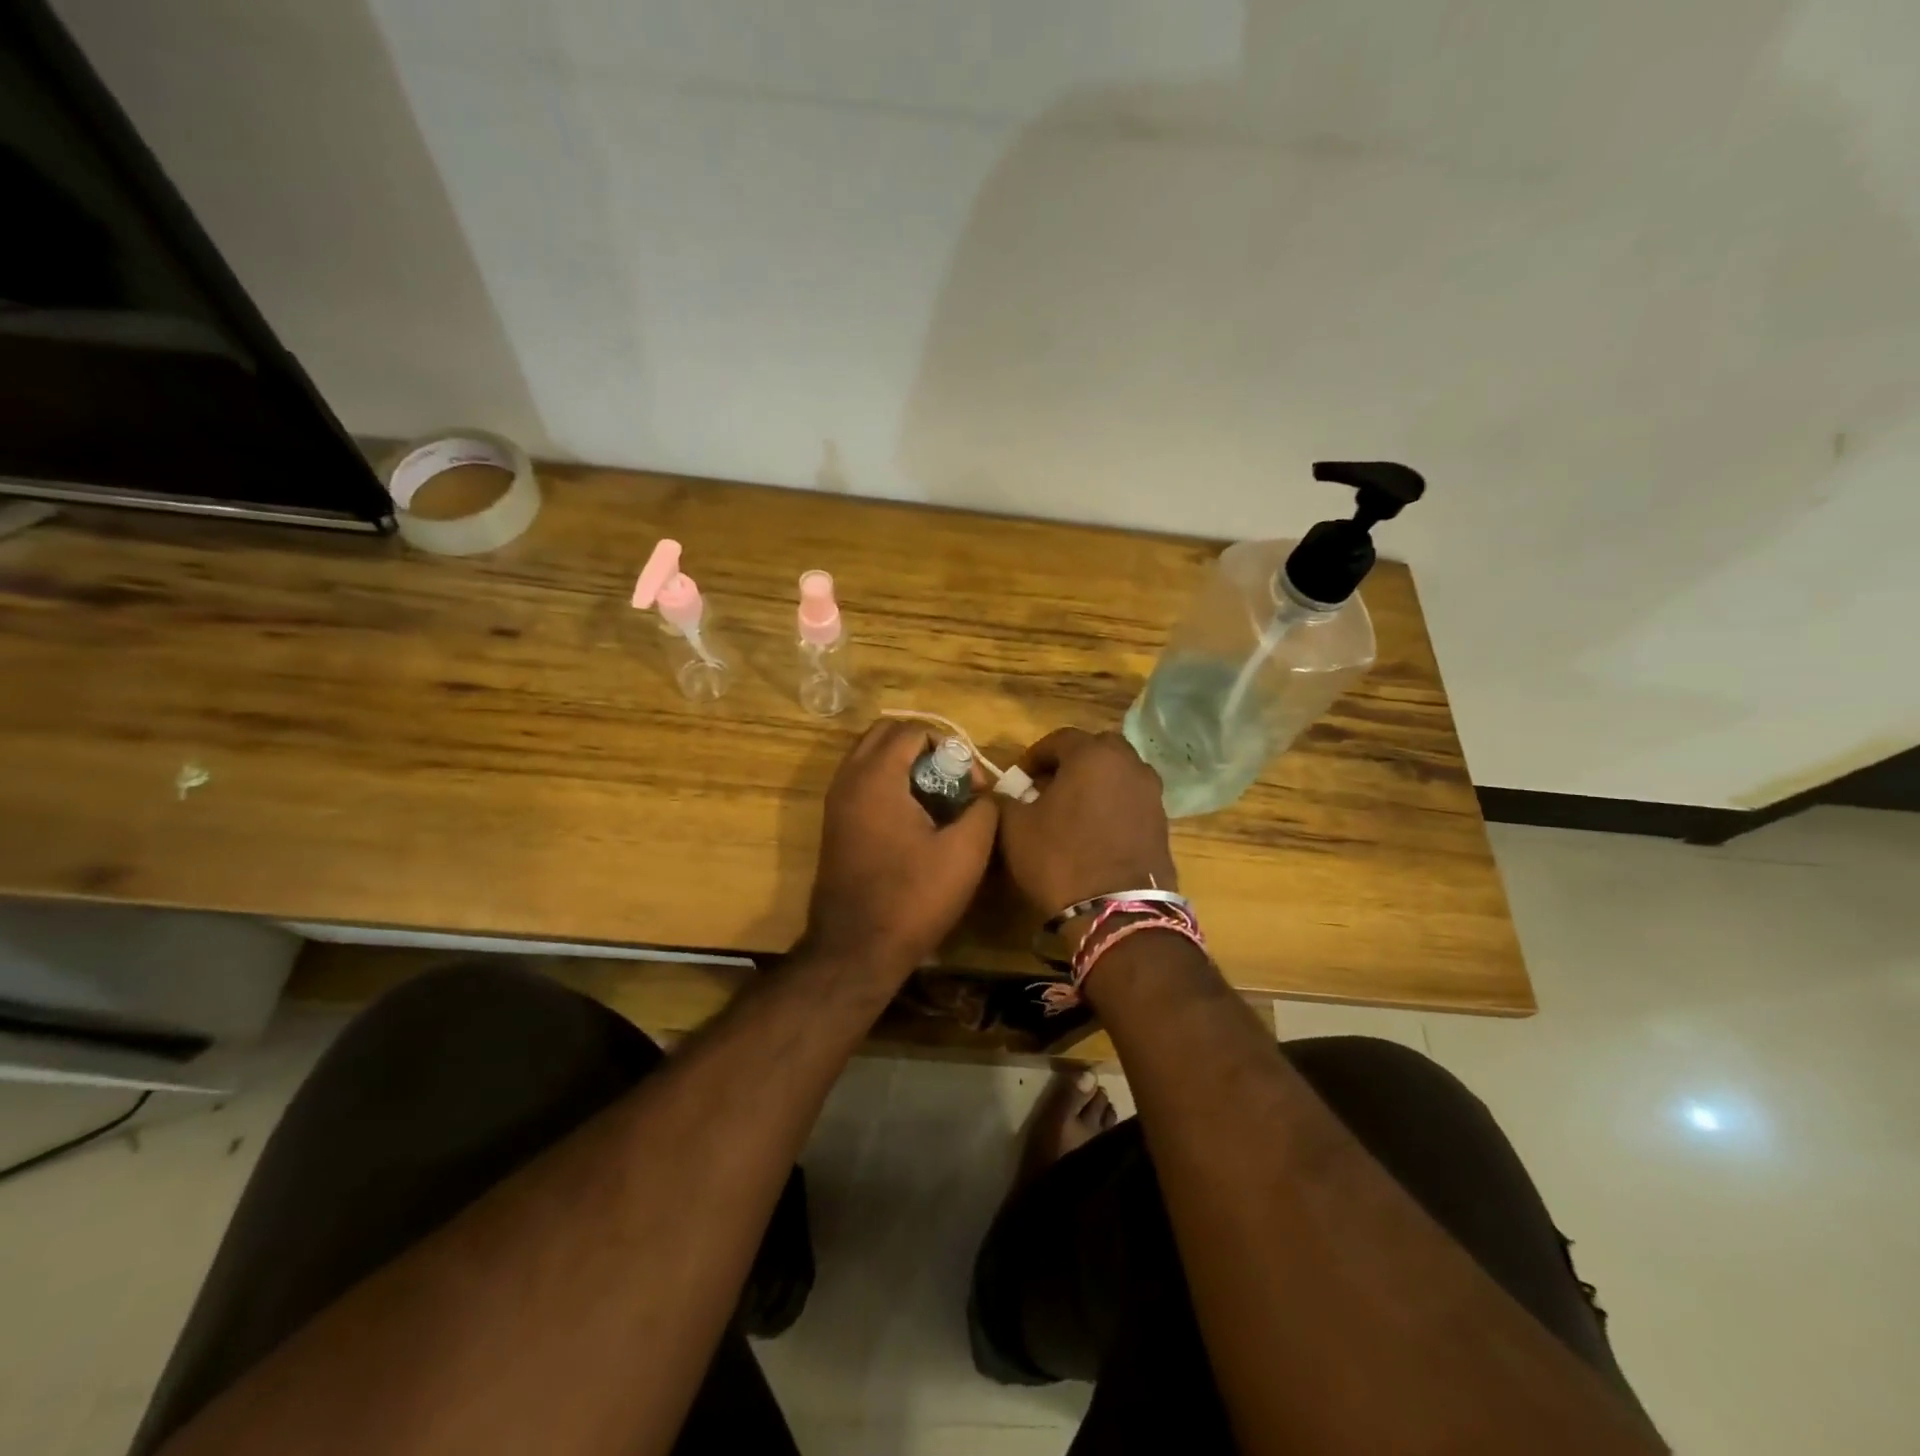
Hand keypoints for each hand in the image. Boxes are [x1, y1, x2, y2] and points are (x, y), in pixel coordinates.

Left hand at [800, 720, 998, 983]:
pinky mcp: (834, 825)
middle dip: (924, 748)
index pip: (913, 730)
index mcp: (876, 777)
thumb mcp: (965, 853)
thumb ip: (985, 810)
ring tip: (937, 799)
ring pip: (871, 758)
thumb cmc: (912, 898)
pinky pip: (862, 783)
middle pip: (885, 735)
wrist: (856, 949)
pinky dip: (888, 784)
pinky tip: (915, 820)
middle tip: (952, 780)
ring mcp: (836, 802)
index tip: (972, 786)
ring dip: (904, 765)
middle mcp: (848, 780)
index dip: (951, 748)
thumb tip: (987, 794)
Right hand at [998, 728, 1176, 922]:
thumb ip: (1005, 800)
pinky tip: (1095, 830)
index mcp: (1092, 755)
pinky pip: (1132, 800)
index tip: (1019, 779)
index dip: (1034, 756)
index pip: (1059, 739)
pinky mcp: (1162, 822)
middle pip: (1096, 749)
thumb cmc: (1059, 858)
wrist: (1116, 910)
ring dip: (1095, 783)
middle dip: (1071, 762)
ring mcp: (1151, 793)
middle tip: (1048, 787)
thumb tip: (1003, 793)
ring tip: (1072, 809)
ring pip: (1119, 774)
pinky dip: (1113, 805)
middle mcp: (1129, 764)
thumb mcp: (1015, 828)